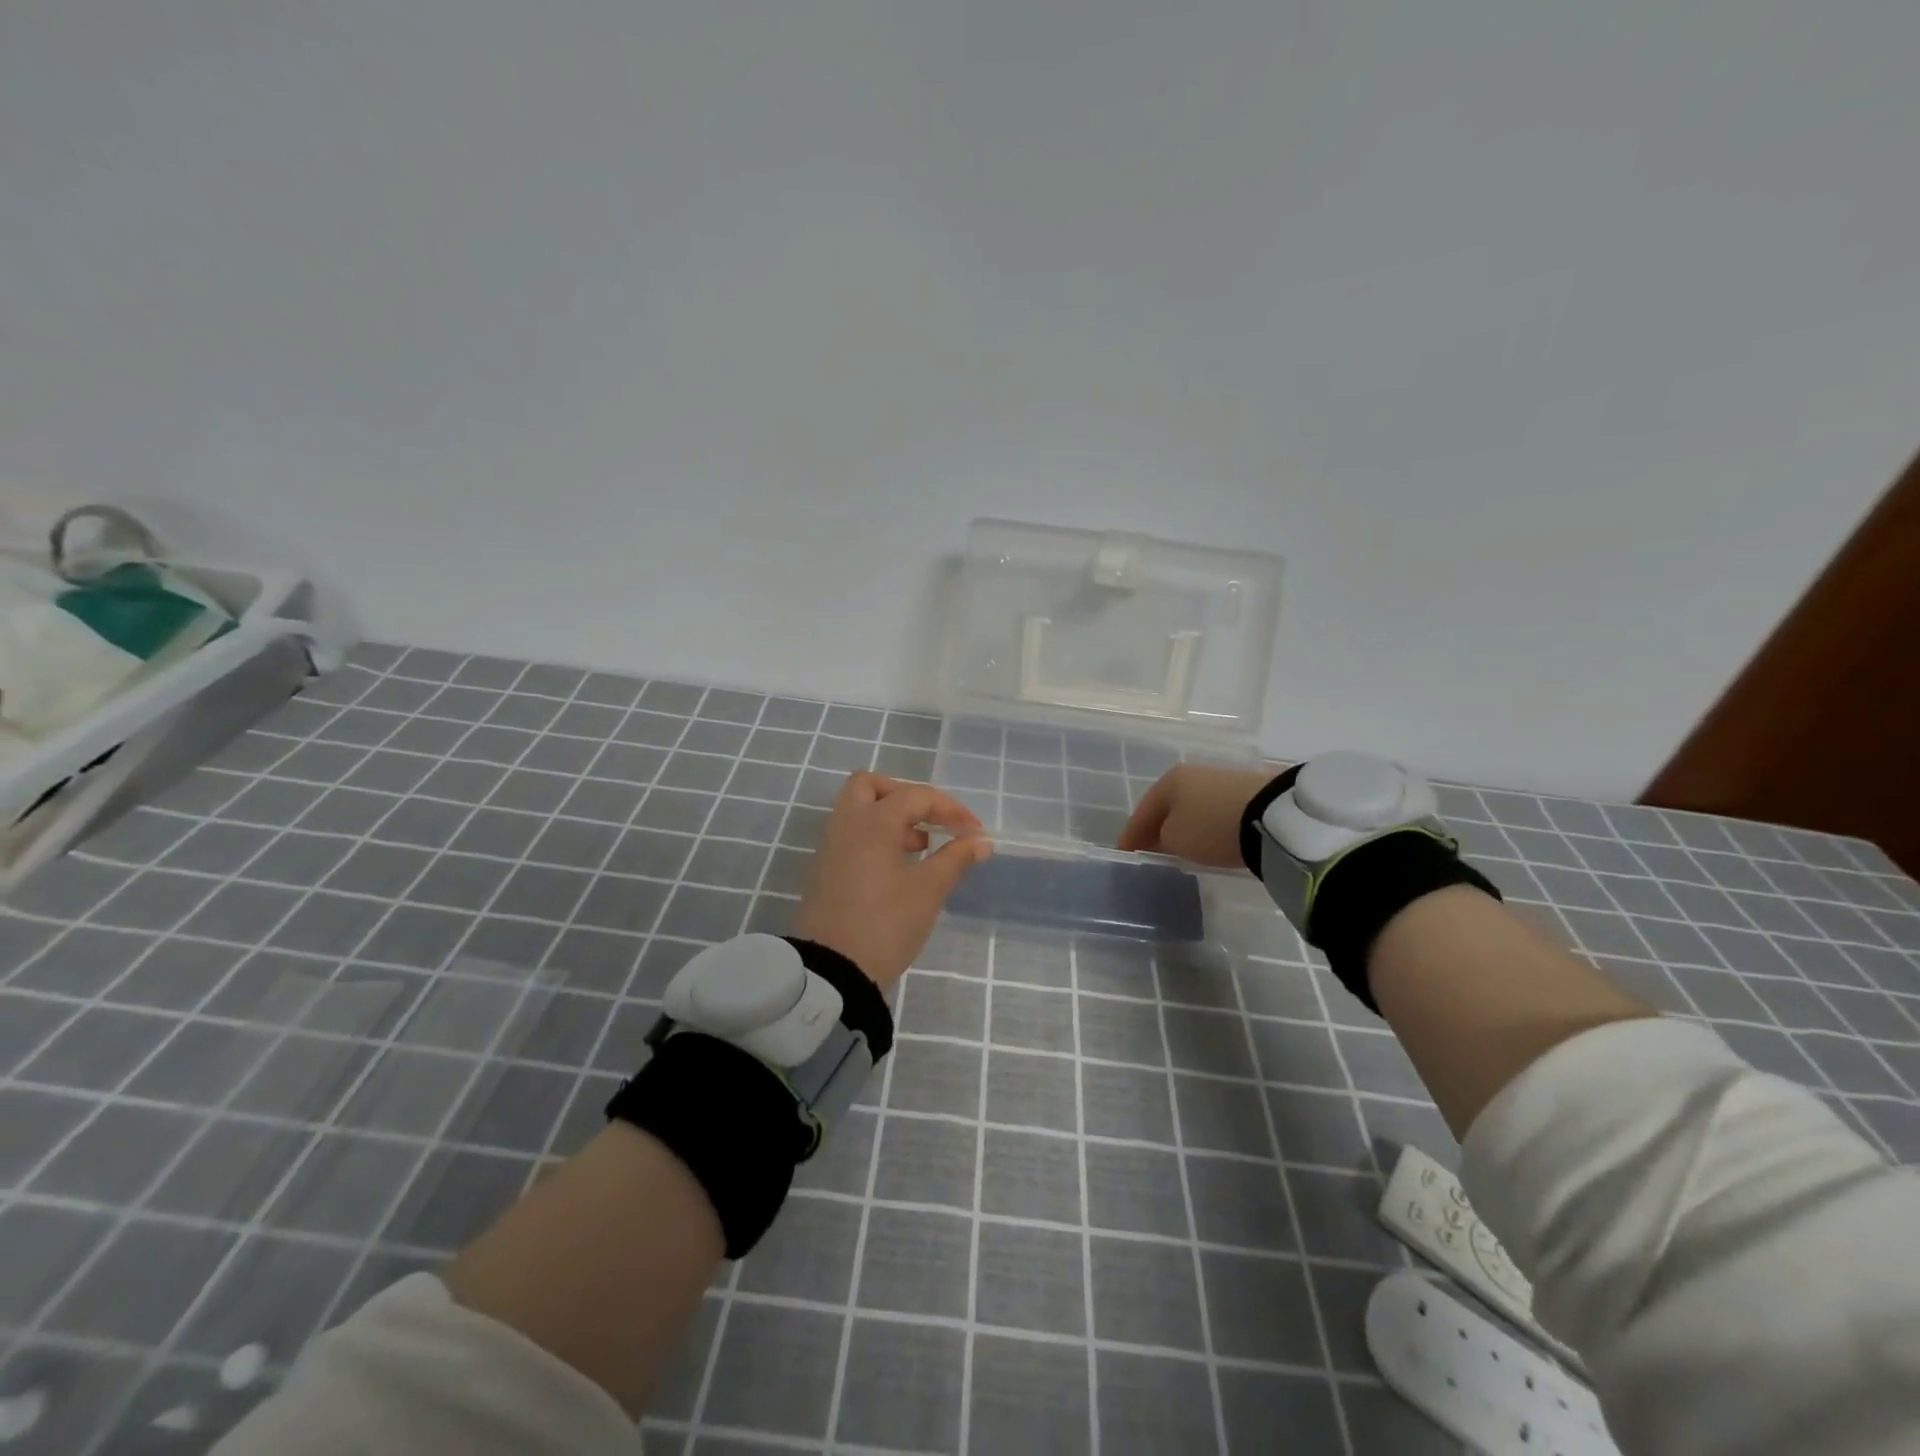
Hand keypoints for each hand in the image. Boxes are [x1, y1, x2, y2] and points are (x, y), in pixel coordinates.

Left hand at [793, 772, 992, 993]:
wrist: (831, 970)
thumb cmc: (886, 923)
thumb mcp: (929, 890)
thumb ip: (956, 858)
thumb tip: (980, 841)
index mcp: (873, 821)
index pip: (916, 796)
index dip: (951, 809)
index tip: (975, 832)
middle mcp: (846, 823)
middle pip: (871, 786)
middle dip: (905, 796)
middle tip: (930, 820)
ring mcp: (830, 847)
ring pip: (858, 810)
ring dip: (891, 818)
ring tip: (921, 847)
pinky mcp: (824, 870)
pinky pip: (851, 835)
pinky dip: (876, 837)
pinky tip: (899, 867)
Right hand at [1116, 763, 1282, 867]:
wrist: (1273, 816)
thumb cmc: (1212, 827)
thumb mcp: (1176, 840)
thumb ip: (1160, 839)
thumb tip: (1163, 837)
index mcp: (1168, 781)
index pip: (1141, 812)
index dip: (1130, 835)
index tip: (1124, 854)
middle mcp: (1192, 773)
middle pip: (1167, 806)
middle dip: (1157, 827)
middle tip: (1150, 849)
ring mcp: (1221, 779)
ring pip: (1191, 806)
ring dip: (1183, 824)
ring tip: (1180, 845)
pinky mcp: (1246, 790)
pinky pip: (1213, 810)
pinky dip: (1205, 823)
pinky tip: (1207, 836)